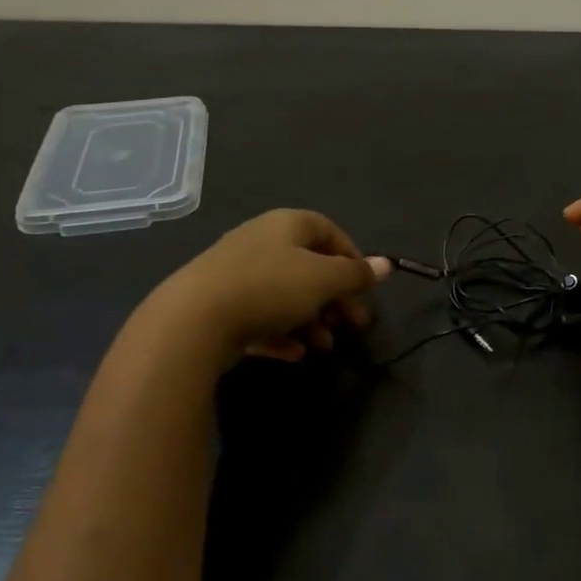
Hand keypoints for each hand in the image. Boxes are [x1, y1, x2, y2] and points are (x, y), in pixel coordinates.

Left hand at [143, 209, 390, 370]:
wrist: (194, 319)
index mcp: (286, 225)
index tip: (364, 287)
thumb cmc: (270, 287)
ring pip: (285, 296)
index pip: (327, 230)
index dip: (351, 256)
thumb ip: (356, 274)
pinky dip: (281, 334)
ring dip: (311, 321)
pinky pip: (259, 318)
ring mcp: (236, 275)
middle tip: (354, 324)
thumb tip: (386, 264)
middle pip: (308, 267)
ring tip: (324, 346)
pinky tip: (294, 355)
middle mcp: (260, 242)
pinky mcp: (219, 306)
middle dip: (334, 298)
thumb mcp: (323, 280)